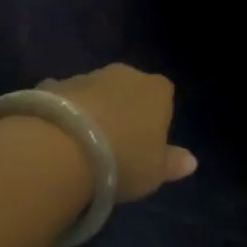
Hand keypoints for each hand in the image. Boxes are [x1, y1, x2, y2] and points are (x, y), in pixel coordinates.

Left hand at [41, 64, 195, 201]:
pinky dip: (64, 111)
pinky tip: (56, 136)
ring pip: (96, 91)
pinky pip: (65, 98)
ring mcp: (87, 76)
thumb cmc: (123, 160)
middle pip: (129, 90)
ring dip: (92, 110)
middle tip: (114, 145)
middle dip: (123, 109)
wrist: (62, 147)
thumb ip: (172, 163)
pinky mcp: (55, 84)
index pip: (164, 96)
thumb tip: (192, 161)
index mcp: (157, 90)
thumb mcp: (154, 172)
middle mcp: (125, 74)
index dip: (156, 119)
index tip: (146, 144)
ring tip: (82, 145)